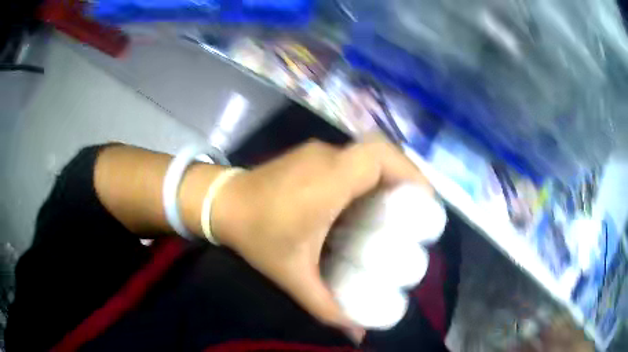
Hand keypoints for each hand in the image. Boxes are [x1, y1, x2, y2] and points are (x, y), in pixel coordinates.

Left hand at [211, 139, 429, 335]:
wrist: (219, 204)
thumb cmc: (256, 237)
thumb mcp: (293, 276)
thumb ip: (326, 307)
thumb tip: (356, 335)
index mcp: (327, 181)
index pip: (379, 157)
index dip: (410, 173)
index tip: (425, 202)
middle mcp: (325, 158)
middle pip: (379, 152)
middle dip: (405, 175)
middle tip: (415, 208)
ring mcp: (315, 152)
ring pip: (365, 154)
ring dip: (386, 175)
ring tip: (395, 207)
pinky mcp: (308, 154)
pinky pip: (350, 159)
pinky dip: (367, 174)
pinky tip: (363, 201)